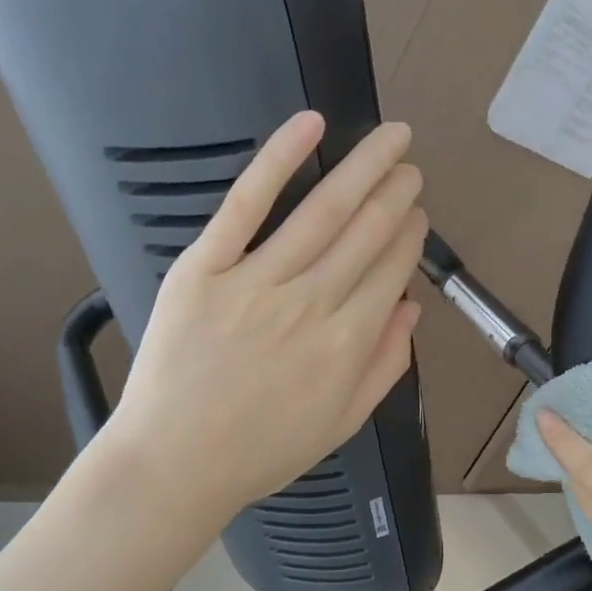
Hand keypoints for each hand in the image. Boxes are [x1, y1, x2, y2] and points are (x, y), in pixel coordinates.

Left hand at [106, 110, 425, 522]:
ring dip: (363, 168)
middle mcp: (311, 305)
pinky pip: (245, 206)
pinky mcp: (204, 270)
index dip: (410, 235)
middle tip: (409, 165)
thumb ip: (384, 366)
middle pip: (366, 233)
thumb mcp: (340, 424)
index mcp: (347, 345)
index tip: (417, 212)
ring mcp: (255, 283)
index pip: (391, 270)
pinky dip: (278, 161)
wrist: (174, 464)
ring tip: (389, 139)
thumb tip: (412, 308)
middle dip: (396, 193)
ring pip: (322, 212)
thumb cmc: (260, 452)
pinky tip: (309, 126)